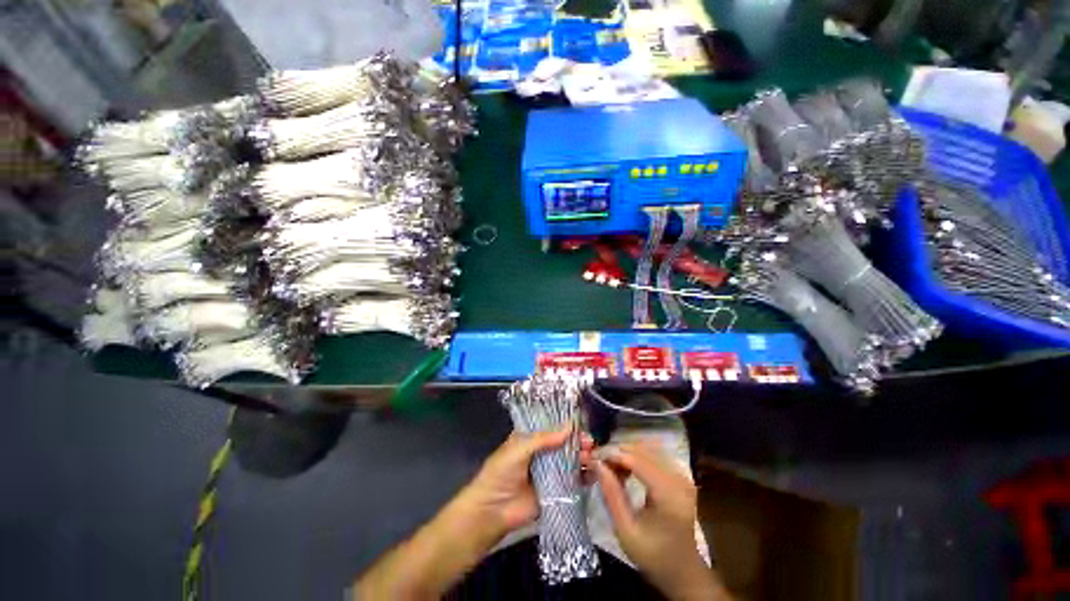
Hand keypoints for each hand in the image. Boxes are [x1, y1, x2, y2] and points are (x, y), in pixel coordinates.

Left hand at [459, 428, 593, 540]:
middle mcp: (542, 453)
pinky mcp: (556, 492)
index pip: (551, 427)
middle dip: (577, 442)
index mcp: (531, 439)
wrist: (492, 511)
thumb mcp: (519, 448)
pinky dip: (583, 477)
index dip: (566, 425)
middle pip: (564, 444)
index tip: (580, 425)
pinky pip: (572, 482)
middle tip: (589, 443)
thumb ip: (544, 439)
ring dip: (582, 458)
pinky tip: (592, 473)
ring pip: (570, 461)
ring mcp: (549, 473)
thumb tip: (570, 427)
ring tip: (590, 457)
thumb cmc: (501, 472)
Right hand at [595, 442, 727, 600]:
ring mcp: (682, 475)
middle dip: (616, 451)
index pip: (635, 459)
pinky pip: (654, 455)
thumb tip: (596, 464)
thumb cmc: (653, 555)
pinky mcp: (680, 475)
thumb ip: (612, 494)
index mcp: (669, 494)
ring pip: (646, 448)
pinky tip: (625, 468)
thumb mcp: (626, 530)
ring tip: (609, 465)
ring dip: (625, 452)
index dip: (612, 454)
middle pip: (641, 450)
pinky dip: (636, 456)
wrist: (682, 570)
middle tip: (597, 460)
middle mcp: (678, 478)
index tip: (592, 457)